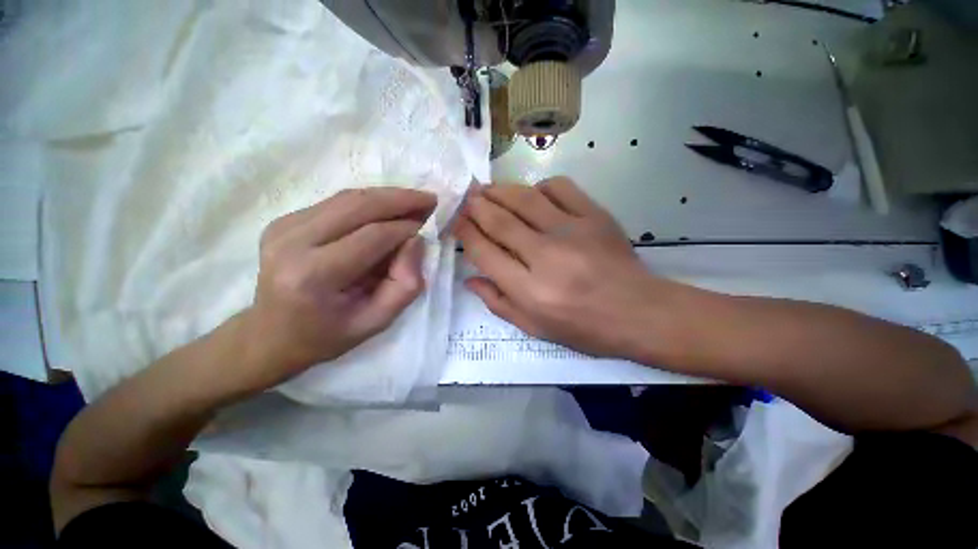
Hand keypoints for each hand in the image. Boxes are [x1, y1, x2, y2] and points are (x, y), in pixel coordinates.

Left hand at [237, 188, 435, 390]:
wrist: (271, 336)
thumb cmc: (328, 335)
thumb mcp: (377, 321)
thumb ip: (405, 284)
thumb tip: (416, 240)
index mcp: (313, 275)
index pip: (372, 236)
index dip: (407, 227)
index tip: (431, 225)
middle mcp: (292, 242)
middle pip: (358, 206)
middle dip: (400, 199)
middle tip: (430, 199)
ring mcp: (284, 227)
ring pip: (348, 198)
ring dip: (386, 196)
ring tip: (414, 200)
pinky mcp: (284, 220)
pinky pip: (337, 203)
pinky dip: (368, 202)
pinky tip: (387, 209)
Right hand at [454, 177, 682, 359]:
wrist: (639, 312)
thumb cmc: (584, 328)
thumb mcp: (535, 328)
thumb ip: (498, 303)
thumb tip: (470, 278)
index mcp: (530, 290)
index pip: (485, 252)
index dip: (465, 233)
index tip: (455, 222)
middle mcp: (546, 257)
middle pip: (500, 221)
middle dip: (476, 206)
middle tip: (464, 198)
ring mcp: (573, 231)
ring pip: (525, 198)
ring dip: (499, 190)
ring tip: (486, 189)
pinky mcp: (595, 216)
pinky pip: (559, 188)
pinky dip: (539, 187)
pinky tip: (533, 195)